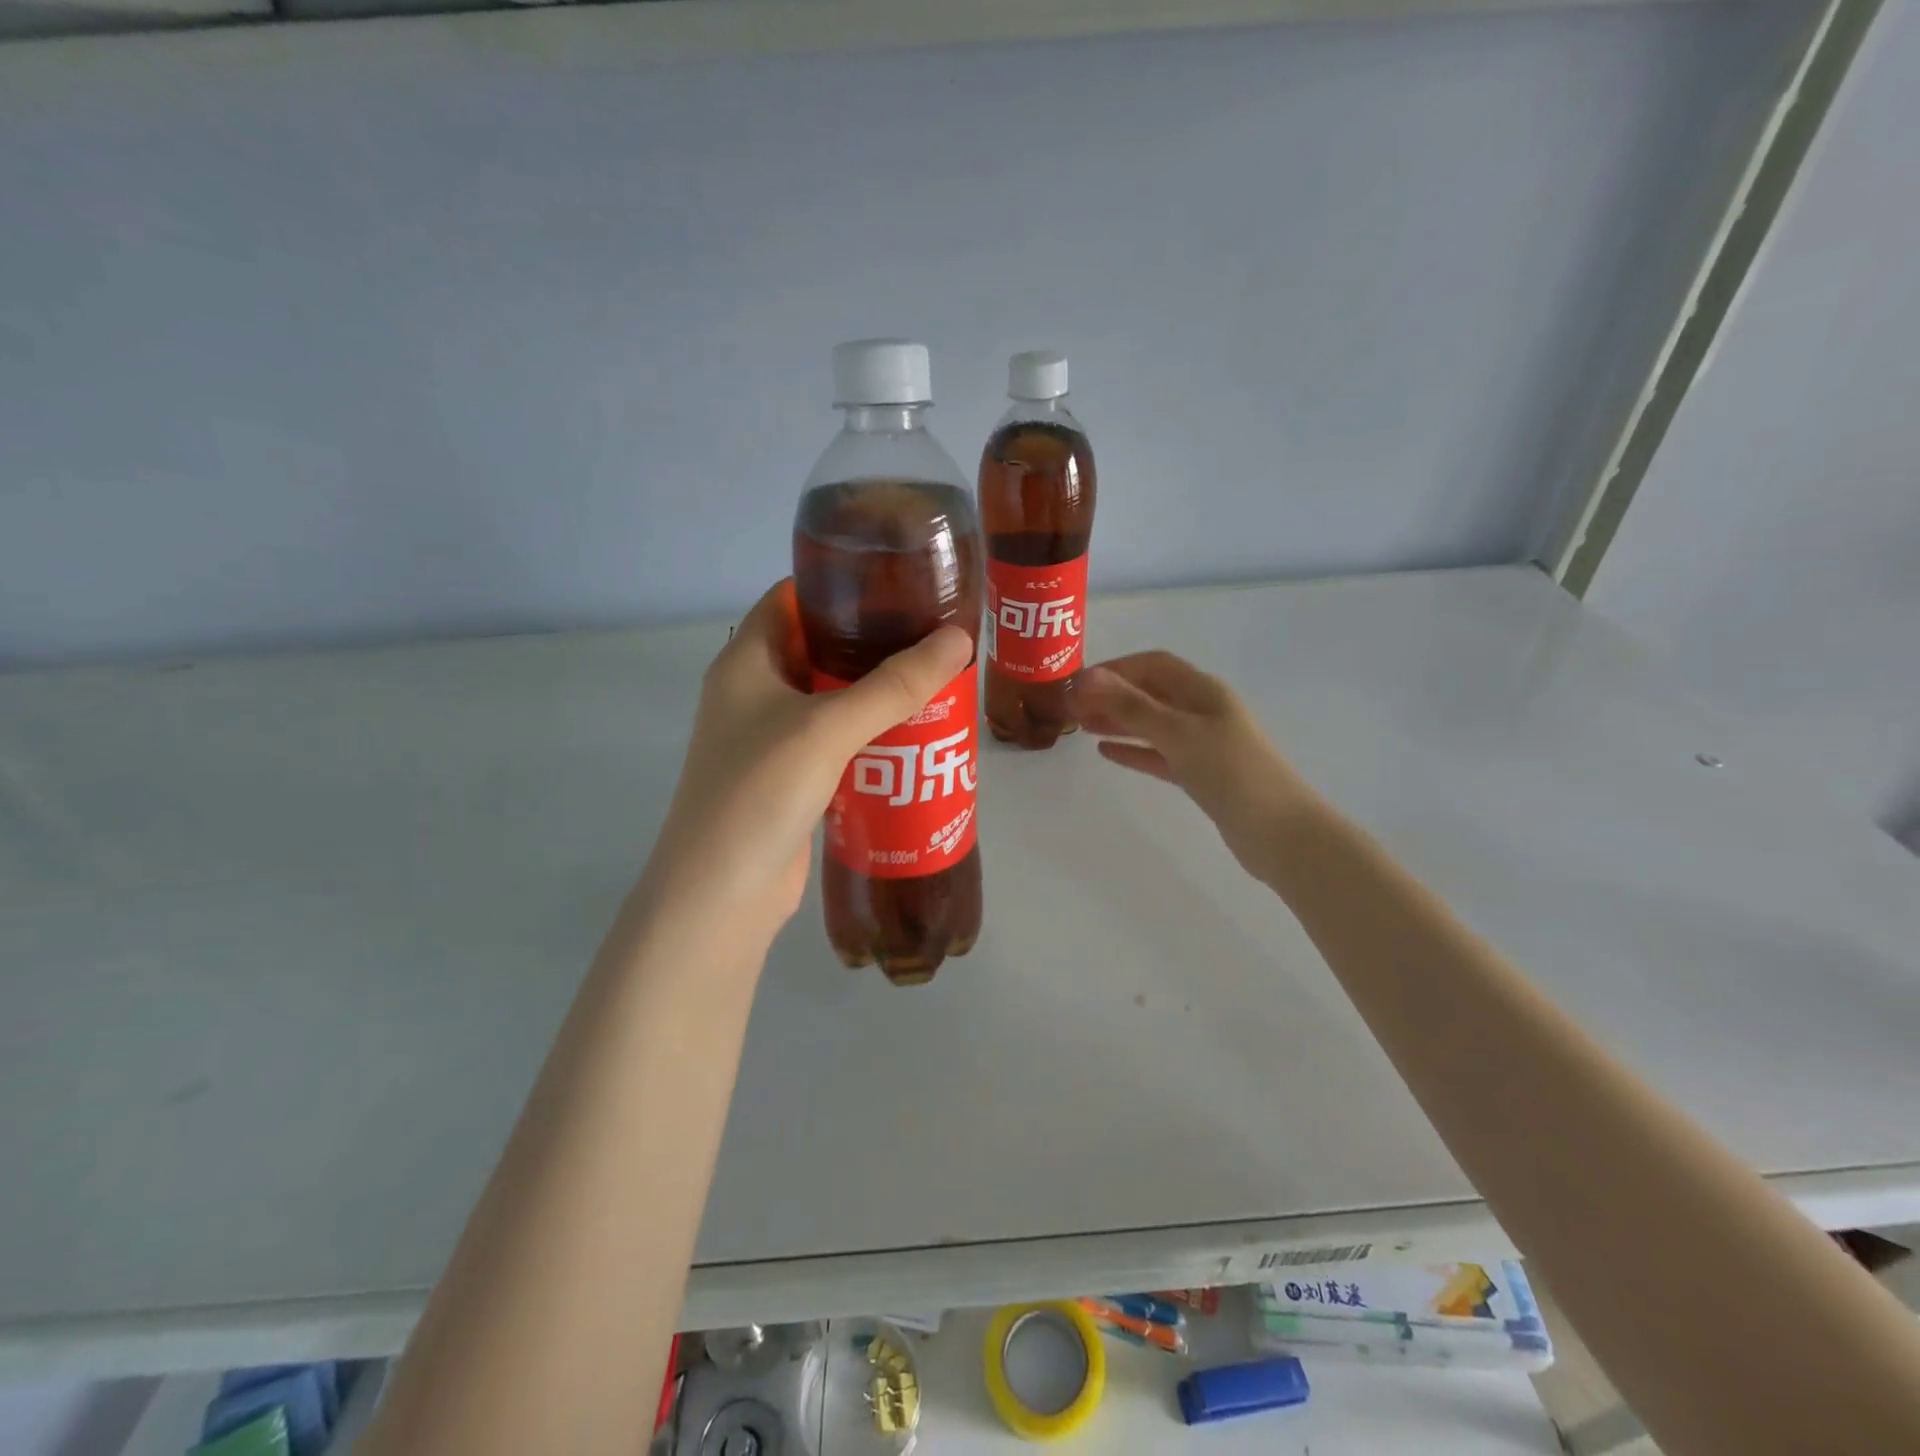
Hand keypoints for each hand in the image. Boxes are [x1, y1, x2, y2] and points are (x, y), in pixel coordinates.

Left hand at [644, 580, 972, 946]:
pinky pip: (836, 742)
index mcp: (746, 661)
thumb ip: (894, 685)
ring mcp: (770, 739)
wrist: (721, 896)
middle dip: (872, 642)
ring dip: (876, 693)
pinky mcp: (790, 780)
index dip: (839, 584)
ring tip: (936, 681)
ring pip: (831, 699)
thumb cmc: (759, 792)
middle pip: (818, 648)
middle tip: (932, 635)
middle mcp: (753, 693)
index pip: (791, 598)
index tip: (898, 582)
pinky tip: (914, 738)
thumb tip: (958, 638)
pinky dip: (870, 736)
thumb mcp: (828, 728)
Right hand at [1075, 651, 1318, 882]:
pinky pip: (1159, 754)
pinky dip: (1133, 750)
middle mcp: (1202, 710)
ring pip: (1151, 723)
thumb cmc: (1230, 772)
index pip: (1152, 665)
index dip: (1114, 668)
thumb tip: (1087, 677)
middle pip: (1150, 692)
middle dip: (1111, 695)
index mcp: (1203, 691)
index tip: (1077, 683)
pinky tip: (1106, 752)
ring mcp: (1202, 743)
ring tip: (1082, 725)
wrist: (1278, 832)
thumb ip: (1131, 706)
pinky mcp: (1200, 774)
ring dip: (1118, 721)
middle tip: (1071, 707)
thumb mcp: (1177, 733)